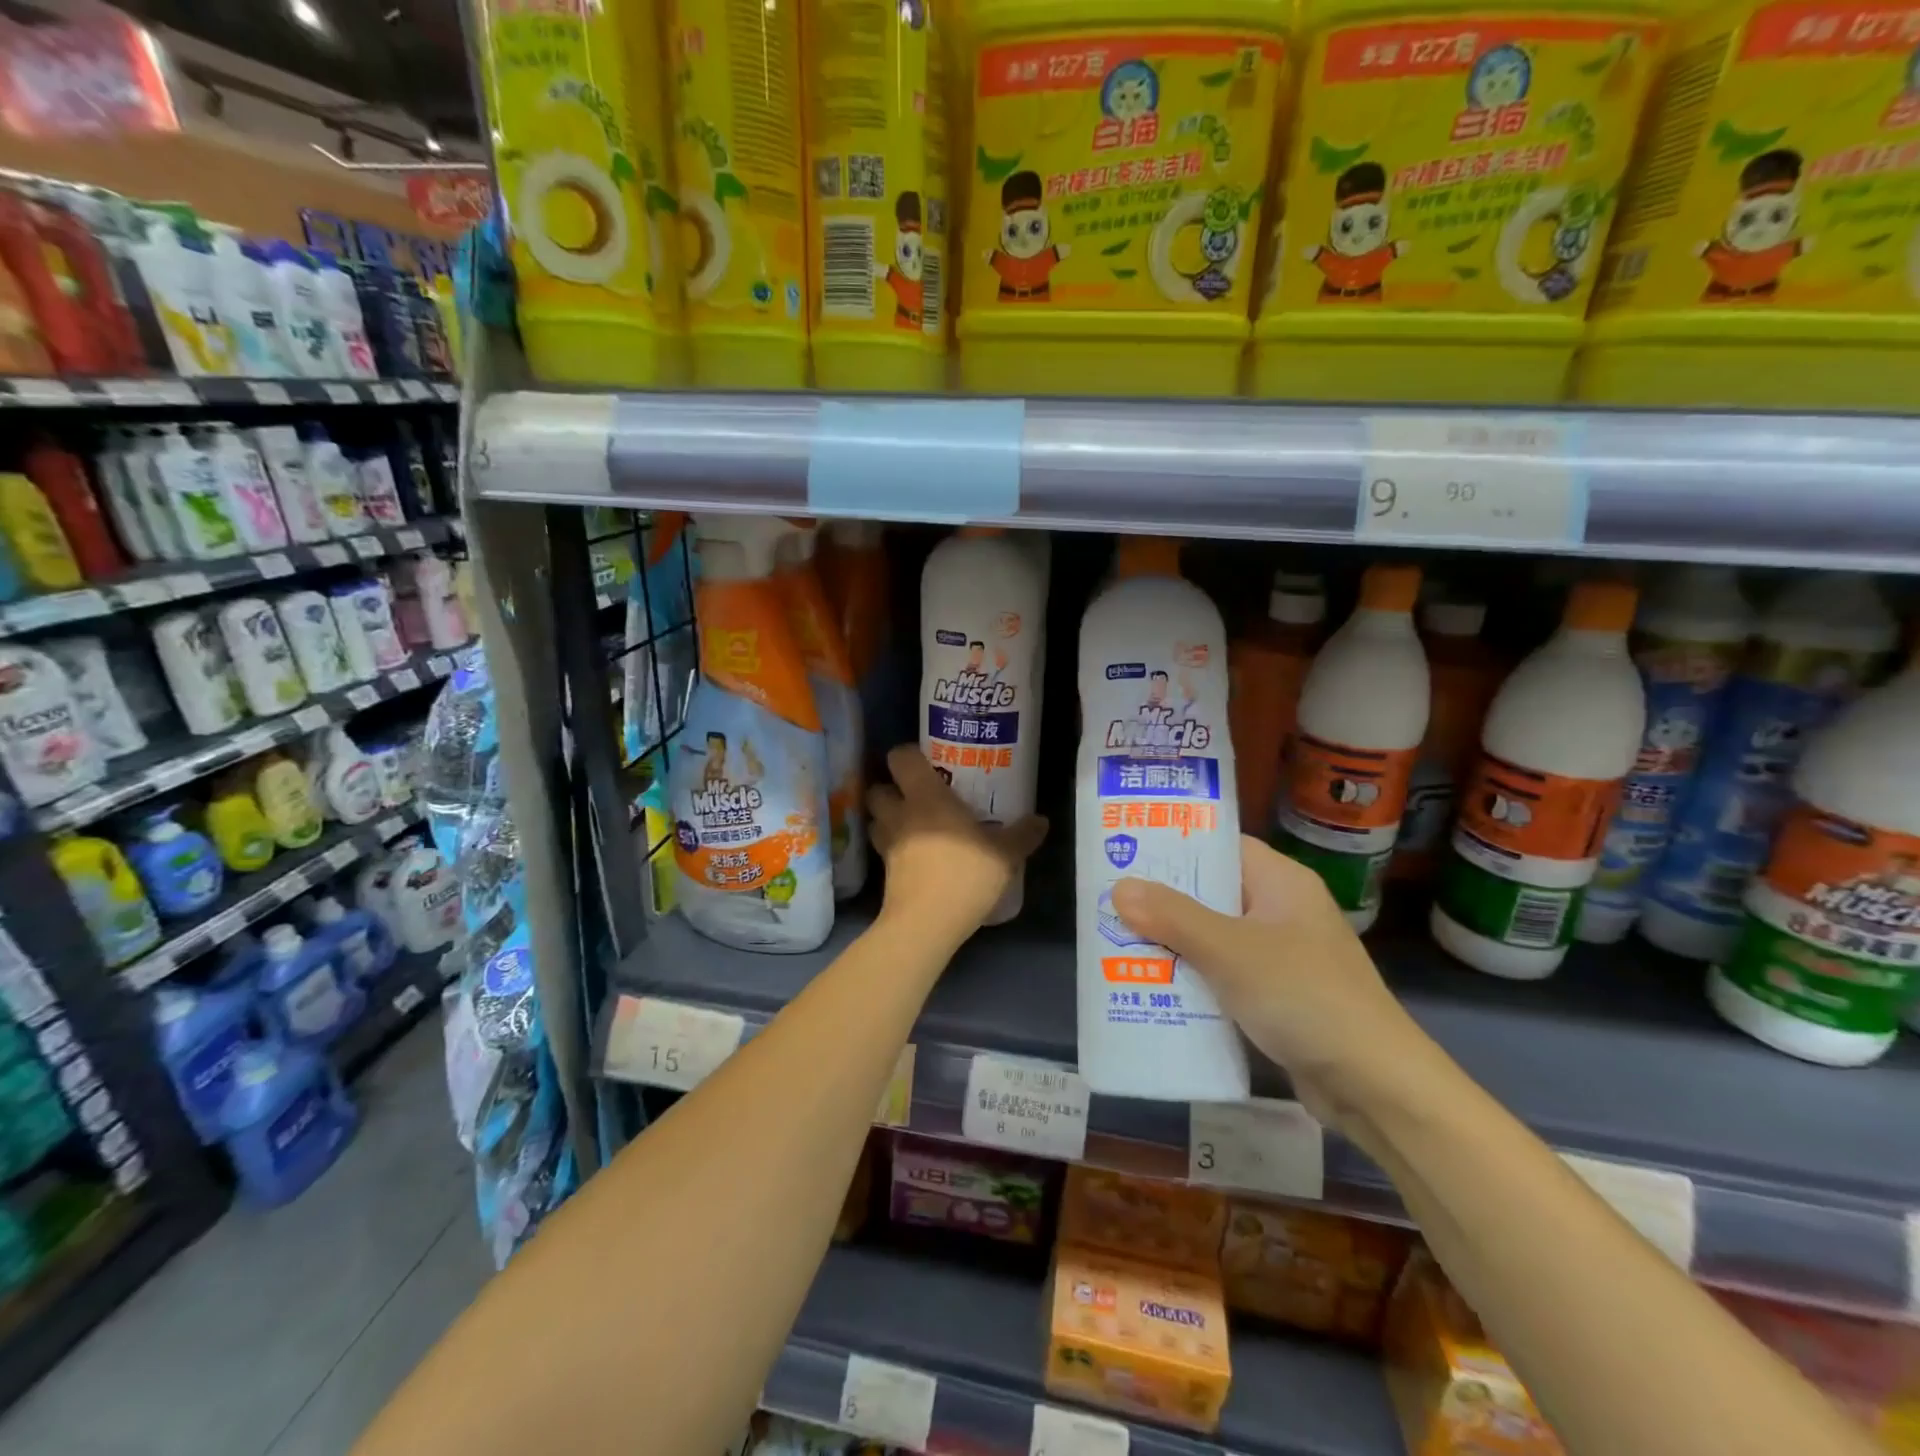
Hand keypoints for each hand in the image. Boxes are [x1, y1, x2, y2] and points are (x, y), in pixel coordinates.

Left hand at [867, 745, 1046, 942]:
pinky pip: (884, 850)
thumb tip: (1040, 821)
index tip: (927, 761)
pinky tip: (915, 857)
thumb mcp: (1005, 855)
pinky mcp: (884, 873)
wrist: (926, 924)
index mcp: (926, 797)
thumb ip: (1022, 835)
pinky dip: (894, 848)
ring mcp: (887, 845)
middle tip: (917, 795)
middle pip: (878, 789)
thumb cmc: (965, 875)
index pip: (901, 758)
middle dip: (891, 789)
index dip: (908, 755)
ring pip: (876, 820)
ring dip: (888, 819)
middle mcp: (900, 814)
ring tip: (912, 825)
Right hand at [1110, 837, 1443, 1130]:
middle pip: (1211, 893)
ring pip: (1213, 937)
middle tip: (1109, 902)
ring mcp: (1281, 956)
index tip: (1125, 851)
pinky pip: (1223, 975)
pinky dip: (1192, 978)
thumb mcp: (1230, 951)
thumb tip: (1119, 888)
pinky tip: (1151, 987)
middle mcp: (1281, 911)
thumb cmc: (1303, 997)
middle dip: (1162, 901)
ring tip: (1117, 942)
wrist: (1376, 1086)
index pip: (1221, 846)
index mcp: (1280, 882)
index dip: (1175, 846)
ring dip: (1172, 943)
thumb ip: (1173, 917)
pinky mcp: (1277, 997)